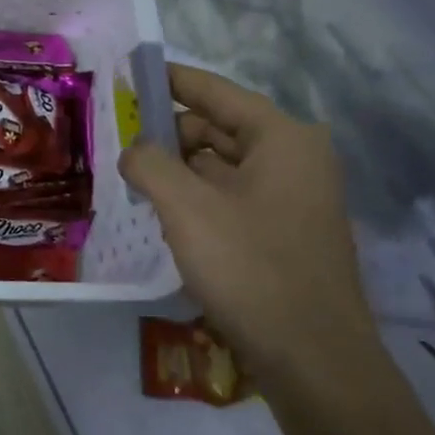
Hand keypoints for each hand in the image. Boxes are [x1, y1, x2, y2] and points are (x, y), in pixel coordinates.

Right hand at [118, 64, 384, 400]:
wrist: (314, 361)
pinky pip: (231, 196)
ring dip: (179, 168)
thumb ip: (150, 163)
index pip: (216, 91)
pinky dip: (196, 196)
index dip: (171, 80)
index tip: (132, 73)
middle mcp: (295, 159)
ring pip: (222, 164)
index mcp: (283, 139)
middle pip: (218, 127)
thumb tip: (134, 149)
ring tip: (133, 177)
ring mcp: (293, 199)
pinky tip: (162, 211)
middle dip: (169, 132)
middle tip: (120, 140)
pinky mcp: (284, 233)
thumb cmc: (251, 268)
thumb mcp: (186, 207)